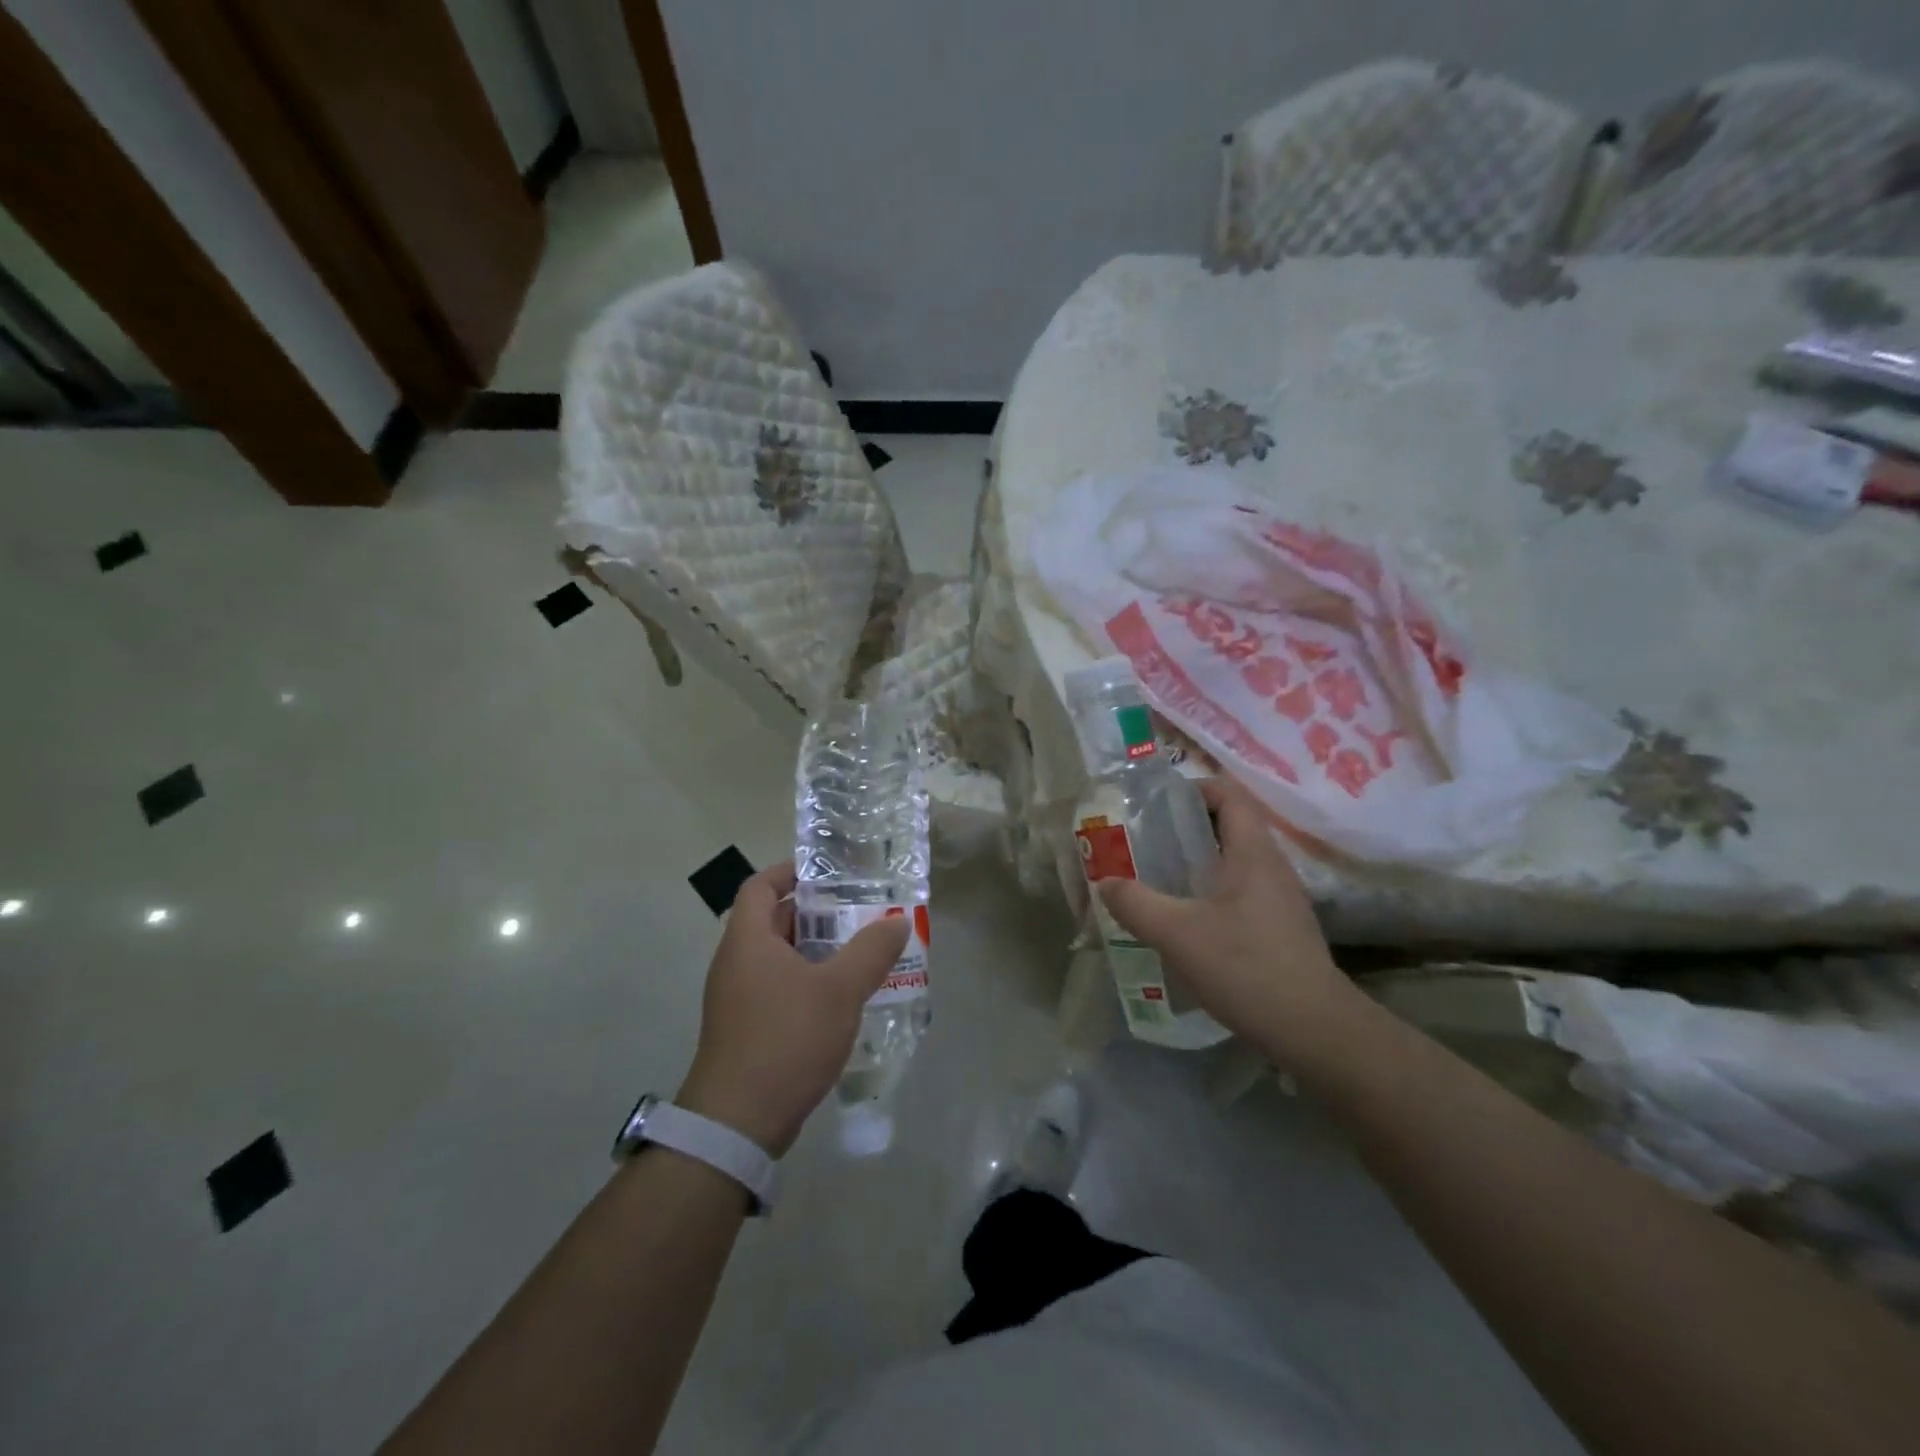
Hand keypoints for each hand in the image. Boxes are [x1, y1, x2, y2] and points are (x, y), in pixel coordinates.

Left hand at [676, 862, 908, 1156]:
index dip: (790, 872)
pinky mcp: (746, 1031)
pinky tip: (842, 1000)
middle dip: (816, 913)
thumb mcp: (839, 990)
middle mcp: (736, 963)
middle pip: (773, 921)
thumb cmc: (785, 1039)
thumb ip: (872, 950)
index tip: (828, 873)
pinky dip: (808, 983)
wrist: (737, 1124)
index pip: (760, 885)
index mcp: (748, 940)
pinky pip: (779, 990)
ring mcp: (738, 1000)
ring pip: (779, 958)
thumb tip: (898, 919)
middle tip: (859, 912)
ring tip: (860, 953)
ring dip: (817, 951)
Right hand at [1100, 777, 1362, 1060]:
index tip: (1157, 804)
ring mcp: (1281, 899)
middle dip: (1187, 826)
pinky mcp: (1281, 928)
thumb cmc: (1246, 967)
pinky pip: (1242, 891)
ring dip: (1198, 861)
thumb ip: (1136, 904)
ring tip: (1159, 877)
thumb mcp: (1177, 934)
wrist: (1314, 1029)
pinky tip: (1187, 919)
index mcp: (1252, 852)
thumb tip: (1105, 883)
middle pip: (1230, 826)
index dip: (1194, 788)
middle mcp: (1272, 866)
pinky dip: (1212, 890)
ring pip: (1235, 861)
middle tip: (1146, 840)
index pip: (1229, 794)